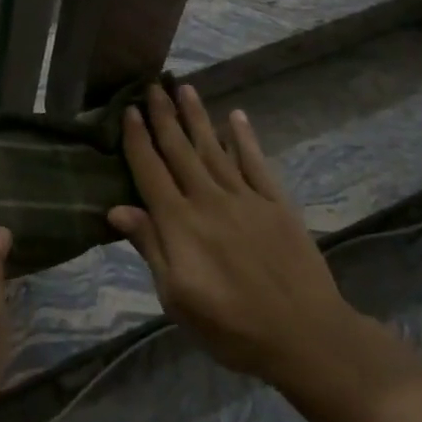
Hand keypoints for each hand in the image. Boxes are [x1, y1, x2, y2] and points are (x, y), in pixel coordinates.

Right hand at [109, 85, 374, 401]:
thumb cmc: (230, 326)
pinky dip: (244, 138)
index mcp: (179, 223)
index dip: (137, 139)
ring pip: (214, 148)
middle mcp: (209, 199)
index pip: (150, 170)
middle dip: (164, 116)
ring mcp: (246, 198)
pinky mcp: (276, 204)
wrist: (305, 336)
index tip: (129, 110)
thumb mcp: (176, 298)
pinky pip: (256, 162)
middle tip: (152, 85)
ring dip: (197, 117)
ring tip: (184, 88)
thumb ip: (150, 247)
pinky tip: (236, 117)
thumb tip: (116, 208)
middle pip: (180, 149)